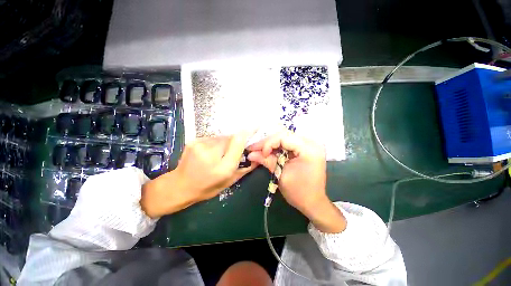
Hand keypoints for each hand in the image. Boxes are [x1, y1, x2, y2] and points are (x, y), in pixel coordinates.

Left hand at [141, 132, 257, 217]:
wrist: (180, 186)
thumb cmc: (208, 187)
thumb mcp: (230, 181)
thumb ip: (245, 167)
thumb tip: (257, 156)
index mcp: (223, 167)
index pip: (238, 141)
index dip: (248, 132)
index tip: (256, 126)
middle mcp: (211, 153)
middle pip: (231, 137)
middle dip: (236, 141)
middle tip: (234, 150)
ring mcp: (200, 145)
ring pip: (221, 137)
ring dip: (225, 142)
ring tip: (220, 153)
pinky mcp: (194, 141)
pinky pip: (212, 138)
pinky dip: (216, 143)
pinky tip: (211, 152)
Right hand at [247, 130, 345, 232]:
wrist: (313, 202)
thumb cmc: (299, 192)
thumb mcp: (281, 175)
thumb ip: (266, 161)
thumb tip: (250, 154)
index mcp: (309, 149)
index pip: (284, 137)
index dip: (268, 143)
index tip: (258, 152)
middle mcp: (312, 143)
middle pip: (284, 136)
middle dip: (267, 143)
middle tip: (254, 149)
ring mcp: (310, 145)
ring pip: (285, 139)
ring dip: (271, 145)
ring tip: (258, 151)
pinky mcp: (306, 148)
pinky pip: (288, 144)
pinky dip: (277, 148)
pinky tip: (268, 152)